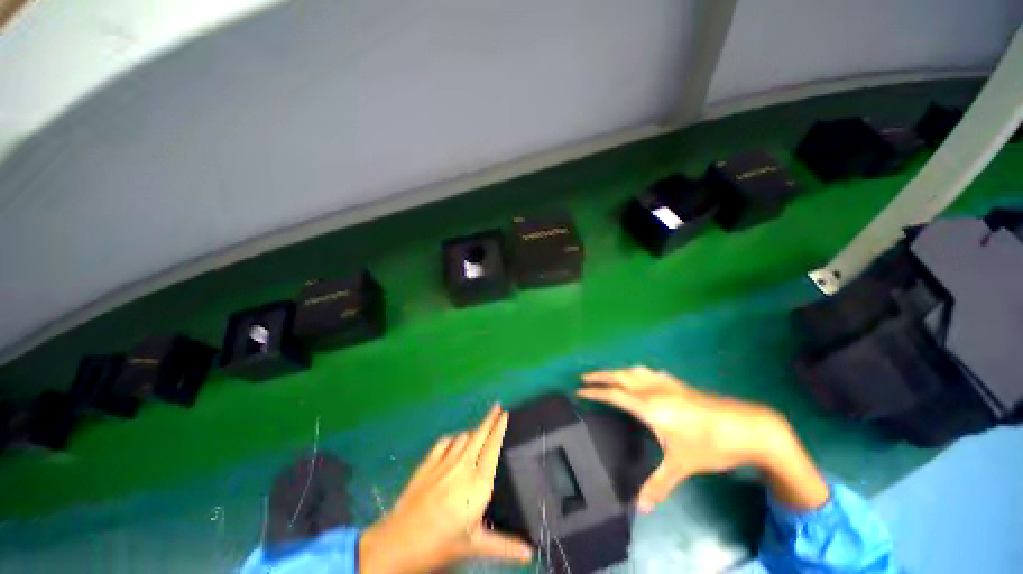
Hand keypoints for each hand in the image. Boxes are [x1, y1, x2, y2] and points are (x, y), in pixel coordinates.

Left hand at [360, 405, 532, 572]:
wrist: (400, 541)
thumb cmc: (441, 543)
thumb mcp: (475, 545)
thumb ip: (504, 545)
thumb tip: (529, 553)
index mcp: (478, 482)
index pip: (493, 447)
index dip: (500, 428)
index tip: (505, 414)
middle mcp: (463, 466)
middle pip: (480, 434)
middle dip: (490, 418)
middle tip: (497, 407)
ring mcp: (444, 462)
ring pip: (464, 436)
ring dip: (473, 431)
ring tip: (479, 430)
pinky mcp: (428, 463)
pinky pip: (445, 442)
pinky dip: (454, 439)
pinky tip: (455, 442)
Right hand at [578, 366, 827, 512]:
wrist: (748, 427)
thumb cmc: (710, 446)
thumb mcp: (682, 465)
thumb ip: (658, 484)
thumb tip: (639, 508)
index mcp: (650, 406)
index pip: (614, 394)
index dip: (595, 392)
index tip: (579, 391)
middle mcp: (654, 389)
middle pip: (620, 376)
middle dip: (600, 376)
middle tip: (584, 377)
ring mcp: (668, 383)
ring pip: (634, 370)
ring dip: (617, 371)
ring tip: (607, 376)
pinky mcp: (679, 384)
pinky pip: (649, 372)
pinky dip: (636, 372)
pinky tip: (640, 378)